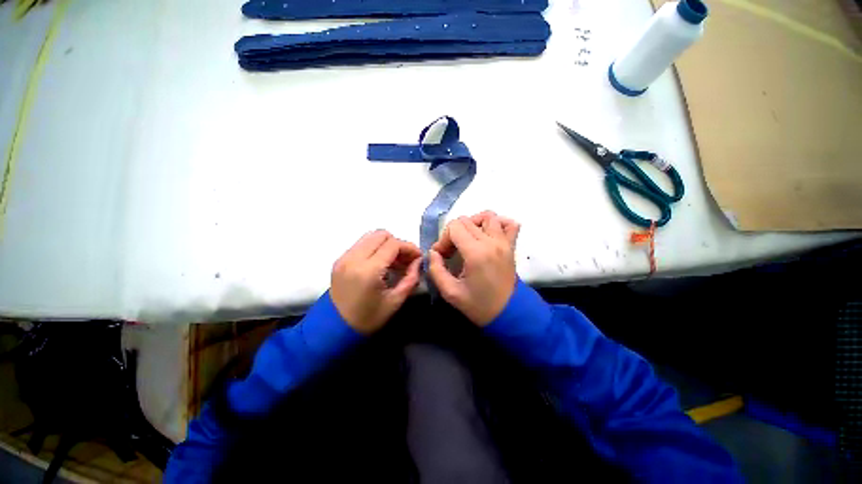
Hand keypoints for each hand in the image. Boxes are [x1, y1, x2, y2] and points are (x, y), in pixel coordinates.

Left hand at [330, 230, 421, 334]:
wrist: (337, 327)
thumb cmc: (369, 318)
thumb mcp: (395, 302)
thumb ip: (410, 279)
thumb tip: (417, 262)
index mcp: (369, 270)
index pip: (393, 244)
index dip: (409, 248)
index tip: (417, 258)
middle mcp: (354, 258)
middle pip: (380, 234)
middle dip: (396, 244)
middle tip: (405, 260)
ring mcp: (344, 258)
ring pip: (369, 237)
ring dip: (384, 245)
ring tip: (392, 263)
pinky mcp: (339, 261)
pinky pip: (359, 245)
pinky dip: (372, 249)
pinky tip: (378, 266)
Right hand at [428, 211, 520, 325]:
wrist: (507, 313)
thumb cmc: (478, 306)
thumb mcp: (450, 293)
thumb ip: (436, 270)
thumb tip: (433, 253)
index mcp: (476, 253)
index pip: (454, 227)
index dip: (443, 240)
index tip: (442, 257)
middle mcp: (491, 242)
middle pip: (466, 220)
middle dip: (454, 234)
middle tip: (452, 253)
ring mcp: (504, 242)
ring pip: (488, 216)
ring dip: (474, 224)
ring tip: (468, 240)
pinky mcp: (511, 246)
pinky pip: (509, 224)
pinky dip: (498, 223)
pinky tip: (488, 235)